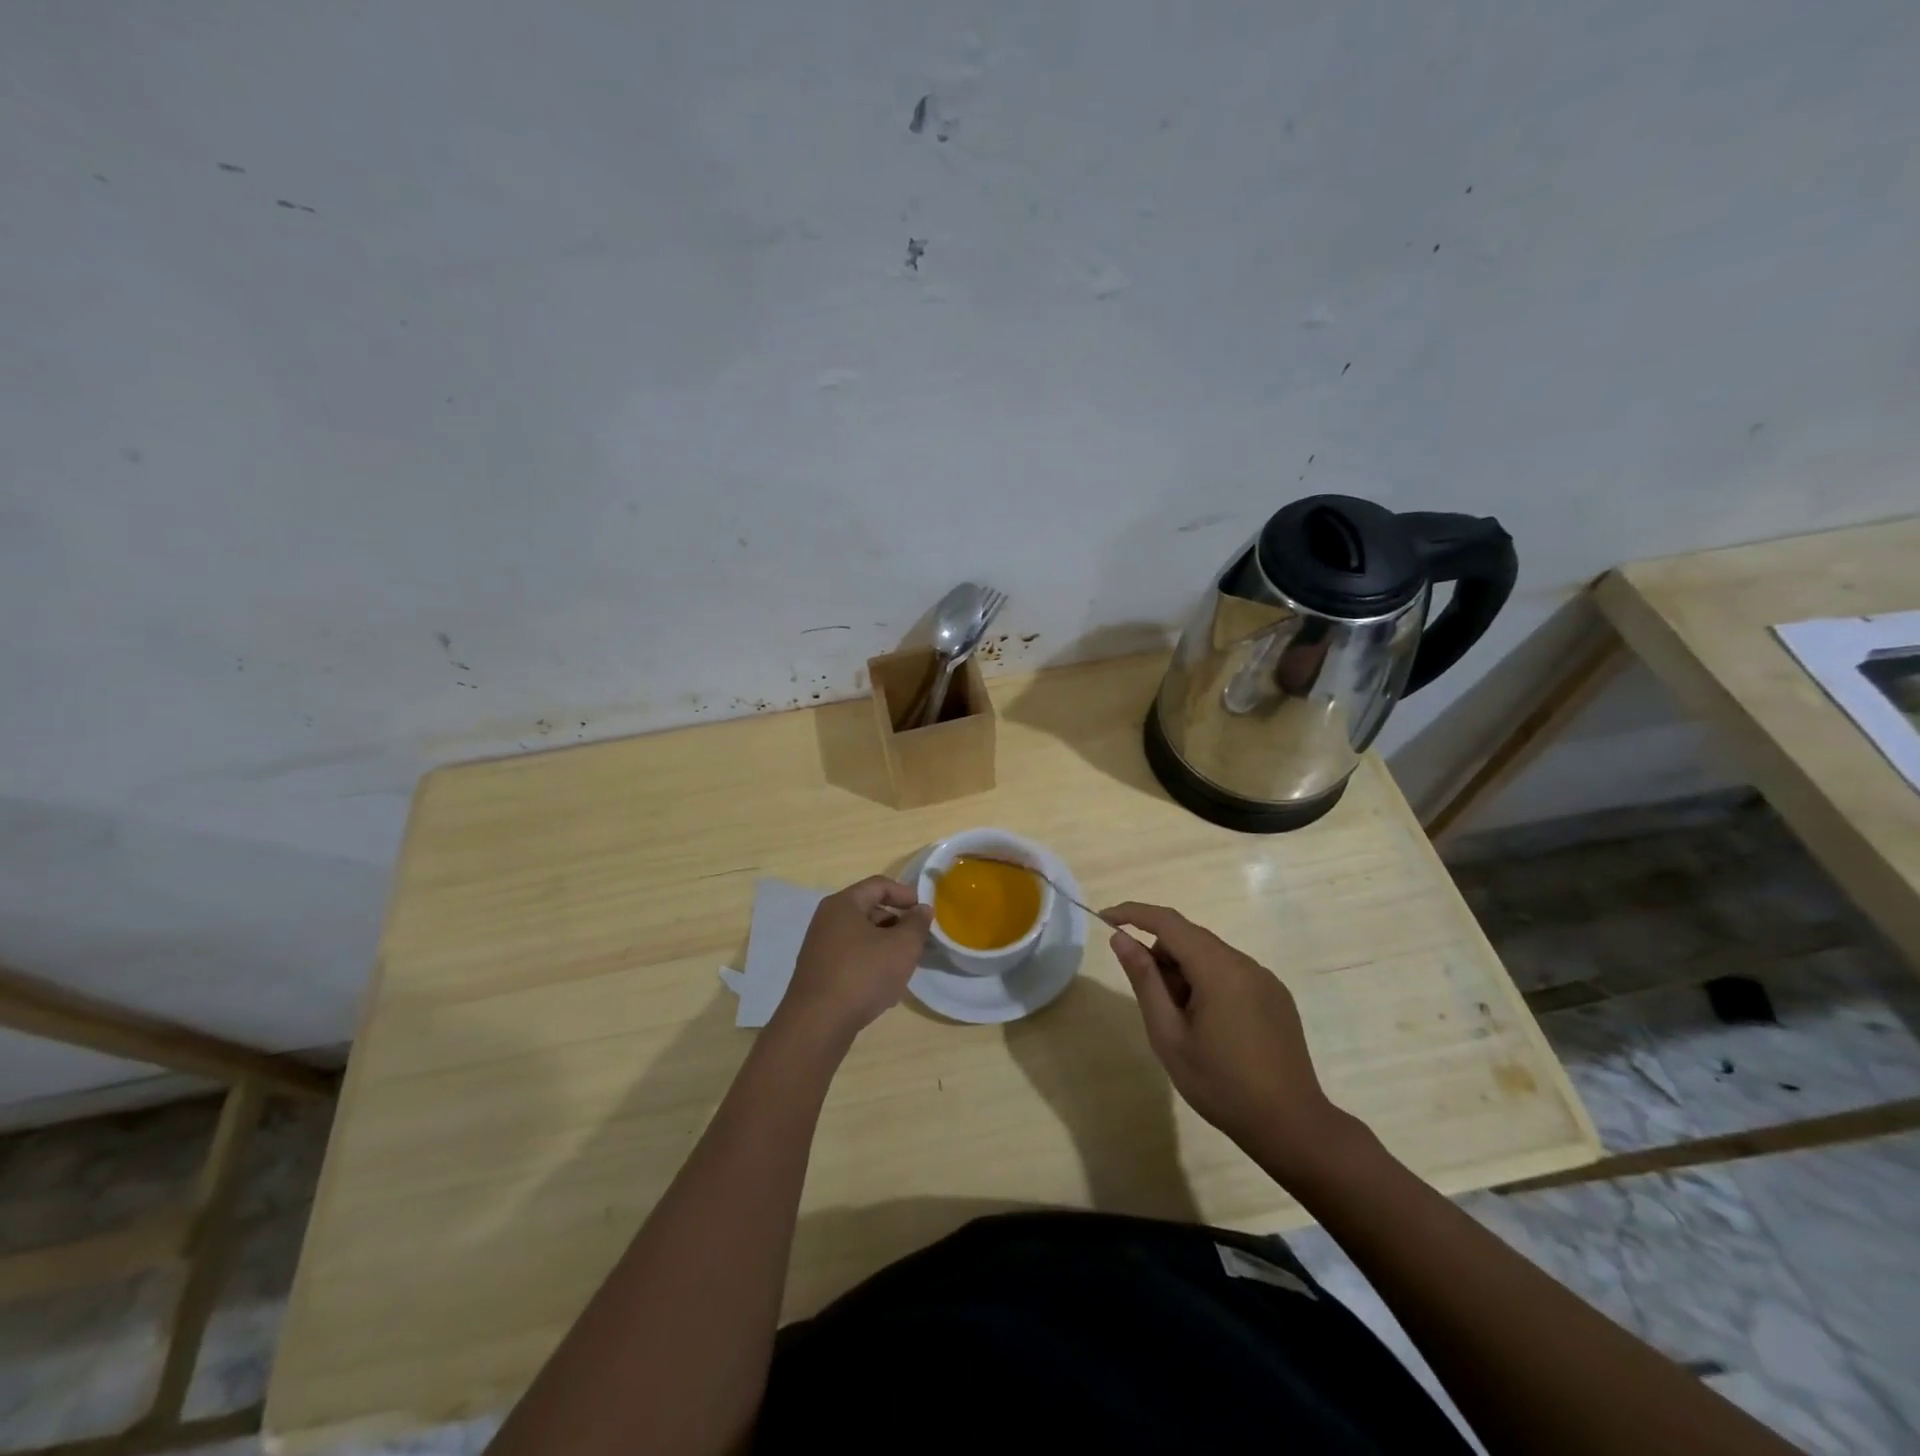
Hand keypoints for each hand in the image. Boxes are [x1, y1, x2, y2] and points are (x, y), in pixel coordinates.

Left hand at [776, 876, 932, 1044]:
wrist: (818, 1024)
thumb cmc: (863, 974)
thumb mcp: (902, 946)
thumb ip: (917, 924)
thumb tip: (922, 909)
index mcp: (843, 904)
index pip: (879, 885)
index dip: (906, 894)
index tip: (925, 911)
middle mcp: (827, 919)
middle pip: (869, 910)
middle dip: (897, 922)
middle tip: (918, 940)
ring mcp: (820, 947)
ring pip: (861, 936)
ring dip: (885, 945)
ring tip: (905, 964)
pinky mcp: (819, 972)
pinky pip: (851, 957)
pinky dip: (870, 963)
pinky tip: (884, 985)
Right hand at [1103, 901, 1344, 1175]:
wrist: (1291, 1126)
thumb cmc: (1221, 1084)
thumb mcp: (1169, 1035)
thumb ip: (1144, 980)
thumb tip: (1121, 938)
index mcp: (1218, 969)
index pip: (1168, 921)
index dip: (1132, 914)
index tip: (1104, 920)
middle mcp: (1244, 963)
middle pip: (1190, 937)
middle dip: (1159, 954)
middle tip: (1148, 999)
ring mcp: (1264, 979)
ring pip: (1210, 955)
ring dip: (1184, 971)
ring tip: (1180, 1021)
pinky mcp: (1276, 996)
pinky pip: (1231, 972)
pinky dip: (1208, 982)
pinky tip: (1209, 1026)